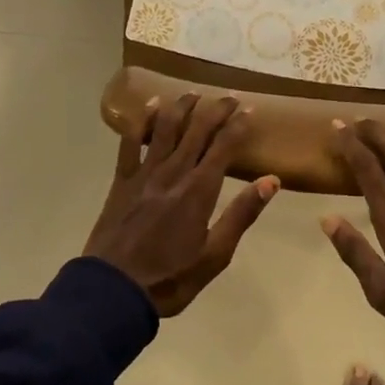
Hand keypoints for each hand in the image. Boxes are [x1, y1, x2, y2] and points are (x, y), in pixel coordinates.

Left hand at [85, 94, 278, 316]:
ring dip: (182, 107)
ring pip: (166, 127)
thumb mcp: (215, 256)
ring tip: (194, 93)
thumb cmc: (170, 278)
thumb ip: (241, 215)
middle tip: (230, 96)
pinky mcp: (123, 179)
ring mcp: (145, 172)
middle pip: (198, 129)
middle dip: (216, 110)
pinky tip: (150, 104)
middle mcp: (174, 172)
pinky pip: (130, 141)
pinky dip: (140, 119)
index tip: (250, 109)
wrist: (113, 291)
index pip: (224, 146)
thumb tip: (271, 180)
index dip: (238, 125)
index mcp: (199, 190)